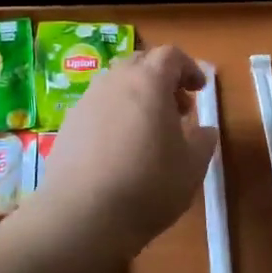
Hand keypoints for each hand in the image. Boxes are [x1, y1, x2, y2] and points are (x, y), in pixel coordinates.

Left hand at [28, 45, 217, 263]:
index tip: (199, 90)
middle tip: (177, 110)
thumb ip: (203, 140)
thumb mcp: (192, 166)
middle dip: (161, 80)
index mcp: (148, 81)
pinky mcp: (68, 126)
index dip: (188, 68)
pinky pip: (97, 109)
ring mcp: (86, 102)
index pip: (170, 55)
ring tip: (149, 133)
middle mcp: (114, 82)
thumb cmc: (148, 185)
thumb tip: (204, 130)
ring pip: (116, 85)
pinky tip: (120, 151)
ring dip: (137, 98)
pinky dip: (114, 117)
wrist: (81, 217)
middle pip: (140, 63)